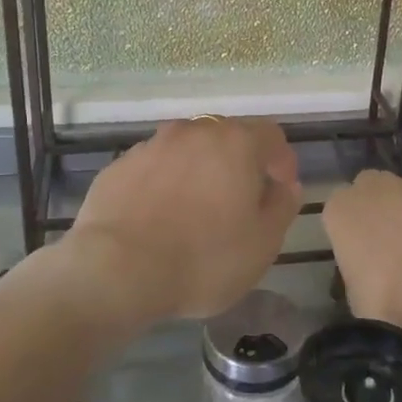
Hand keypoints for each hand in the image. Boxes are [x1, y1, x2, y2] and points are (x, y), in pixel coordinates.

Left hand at [67, 118, 302, 323]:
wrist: (116, 269)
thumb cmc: (202, 258)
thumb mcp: (262, 244)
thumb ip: (281, 207)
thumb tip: (284, 186)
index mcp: (235, 143)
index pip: (270, 135)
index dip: (281, 160)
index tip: (280, 188)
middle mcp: (194, 132)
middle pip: (226, 137)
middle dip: (238, 163)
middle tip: (239, 201)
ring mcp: (152, 145)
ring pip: (186, 150)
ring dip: (198, 170)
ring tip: (196, 210)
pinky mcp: (119, 165)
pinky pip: (154, 168)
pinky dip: (164, 183)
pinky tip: (159, 217)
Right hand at [322, 170, 401, 337]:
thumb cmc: (383, 297)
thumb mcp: (352, 287)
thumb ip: (355, 261)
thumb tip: (367, 264)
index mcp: (339, 209)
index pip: (336, 208)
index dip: (346, 228)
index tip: (354, 250)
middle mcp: (370, 189)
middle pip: (366, 187)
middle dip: (370, 206)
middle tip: (379, 239)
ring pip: (396, 191)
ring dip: (398, 208)